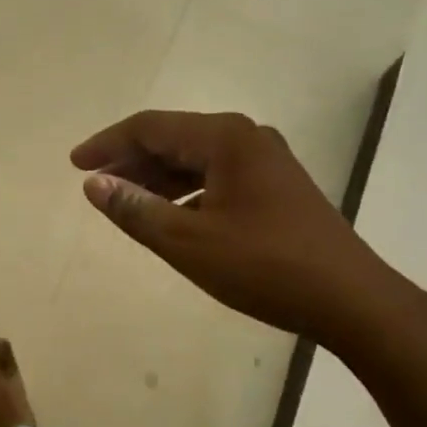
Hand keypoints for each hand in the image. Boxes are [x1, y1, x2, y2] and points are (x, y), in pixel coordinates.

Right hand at [71, 110, 406, 350]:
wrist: (351, 300)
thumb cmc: (264, 266)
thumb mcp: (187, 242)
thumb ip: (135, 209)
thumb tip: (93, 184)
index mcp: (225, 138)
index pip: (150, 127)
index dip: (108, 144)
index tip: (75, 165)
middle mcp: (247, 137)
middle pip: (173, 139)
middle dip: (131, 161)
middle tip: (95, 185)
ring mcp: (266, 161)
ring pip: (195, 159)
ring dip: (157, 177)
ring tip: (125, 201)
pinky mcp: (277, 186)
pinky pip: (217, 176)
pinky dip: (186, 191)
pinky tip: (171, 215)